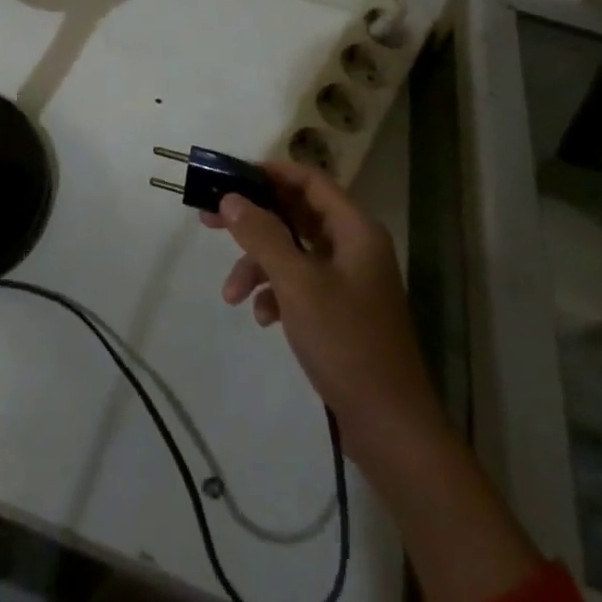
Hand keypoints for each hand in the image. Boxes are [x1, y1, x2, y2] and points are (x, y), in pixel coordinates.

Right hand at [208, 162, 551, 601]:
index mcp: (354, 229)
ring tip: (231, 294)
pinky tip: (262, 317)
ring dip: (259, 264)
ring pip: (293, 251)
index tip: (229, 176)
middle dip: (253, 220)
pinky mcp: (341, 311)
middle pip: (296, 214)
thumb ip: (262, 235)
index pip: (309, 180)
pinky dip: (276, 292)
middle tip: (210, 220)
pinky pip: (300, 283)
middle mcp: (354, 246)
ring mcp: (349, 280)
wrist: (390, 428)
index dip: (270, 173)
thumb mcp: (296, 283)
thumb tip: (231, 198)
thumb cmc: (346, 342)